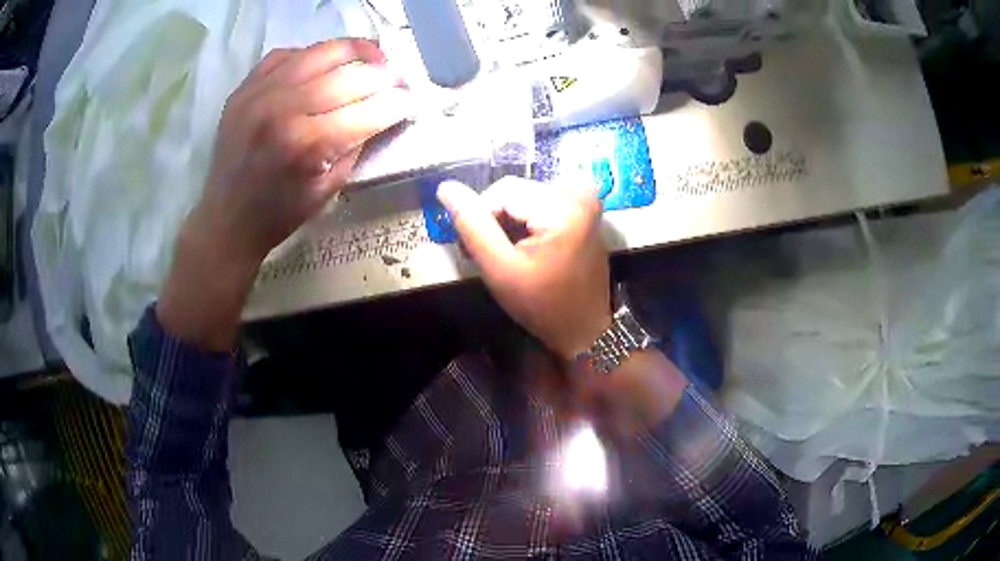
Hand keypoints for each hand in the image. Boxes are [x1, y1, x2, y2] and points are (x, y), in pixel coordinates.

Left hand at [158, 39, 411, 350]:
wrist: (226, 220)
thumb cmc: (279, 214)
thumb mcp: (329, 188)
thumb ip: (358, 145)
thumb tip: (384, 112)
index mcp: (307, 143)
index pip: (371, 108)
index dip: (399, 102)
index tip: (411, 100)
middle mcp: (284, 108)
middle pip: (351, 73)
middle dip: (385, 75)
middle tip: (396, 81)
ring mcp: (260, 92)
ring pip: (321, 51)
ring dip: (356, 51)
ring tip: (371, 58)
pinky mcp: (245, 87)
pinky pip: (287, 54)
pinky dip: (312, 56)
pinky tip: (322, 66)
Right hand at [437, 177, 610, 359]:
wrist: (584, 329)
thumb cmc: (542, 305)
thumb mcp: (500, 269)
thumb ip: (472, 225)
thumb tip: (446, 188)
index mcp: (563, 207)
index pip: (502, 191)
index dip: (479, 216)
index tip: (471, 249)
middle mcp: (579, 194)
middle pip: (516, 191)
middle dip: (494, 218)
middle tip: (485, 254)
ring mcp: (585, 201)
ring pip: (525, 196)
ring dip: (508, 220)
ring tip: (503, 252)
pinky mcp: (585, 210)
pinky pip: (542, 202)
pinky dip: (526, 220)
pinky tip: (522, 246)